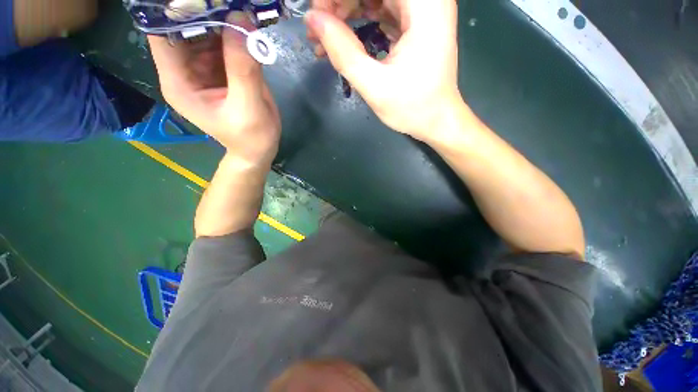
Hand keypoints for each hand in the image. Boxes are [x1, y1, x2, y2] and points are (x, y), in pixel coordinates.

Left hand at [148, 14, 280, 166]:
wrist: (260, 149)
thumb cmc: (250, 137)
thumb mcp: (247, 108)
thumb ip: (243, 69)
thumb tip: (241, 19)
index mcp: (179, 81)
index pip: (162, 34)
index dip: (174, 10)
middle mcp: (186, 69)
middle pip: (185, 27)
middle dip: (203, 9)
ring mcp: (206, 67)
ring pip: (207, 31)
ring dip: (222, 16)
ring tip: (240, 5)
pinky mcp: (224, 68)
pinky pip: (226, 41)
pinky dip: (236, 30)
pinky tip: (248, 22)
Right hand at [305, 0, 463, 142]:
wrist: (437, 120)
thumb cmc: (412, 108)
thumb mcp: (374, 85)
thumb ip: (343, 52)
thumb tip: (313, 20)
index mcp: (425, 5)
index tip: (317, 16)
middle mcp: (428, 0)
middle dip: (340, 3)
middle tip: (318, 30)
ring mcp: (423, 10)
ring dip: (348, 11)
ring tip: (326, 38)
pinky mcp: (417, 23)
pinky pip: (383, 9)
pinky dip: (362, 20)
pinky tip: (346, 39)